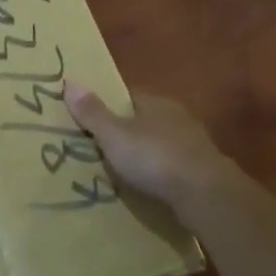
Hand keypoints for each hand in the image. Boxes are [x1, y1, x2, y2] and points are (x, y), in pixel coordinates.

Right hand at [63, 84, 232, 205]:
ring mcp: (193, 145)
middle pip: (145, 120)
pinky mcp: (202, 172)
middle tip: (100, 146)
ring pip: (160, 144)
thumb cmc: (155, 157)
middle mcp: (178, 118)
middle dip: (126, 131)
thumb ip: (93, 113)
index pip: (128, 96)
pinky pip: (172, 167)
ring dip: (144, 154)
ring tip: (121, 170)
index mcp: (156, 103)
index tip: (90, 117)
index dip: (109, 105)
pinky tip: (147, 187)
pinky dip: (158, 174)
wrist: (205, 194)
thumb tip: (69, 81)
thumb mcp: (115, 135)